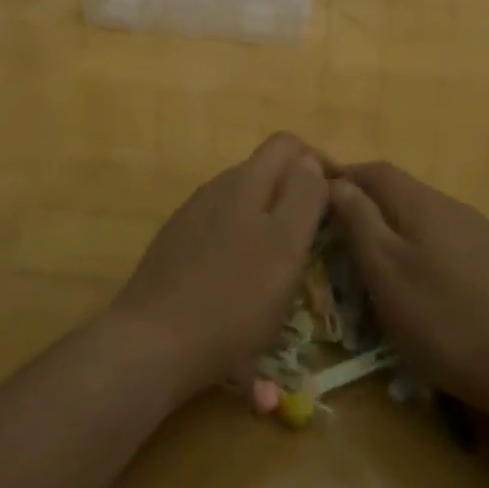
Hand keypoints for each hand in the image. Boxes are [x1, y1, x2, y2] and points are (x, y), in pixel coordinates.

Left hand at [110, 133, 327, 395]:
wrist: (152, 343)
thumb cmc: (234, 298)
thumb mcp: (286, 246)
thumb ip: (303, 196)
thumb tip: (311, 162)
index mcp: (246, 181)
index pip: (288, 144)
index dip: (317, 162)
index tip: (336, 200)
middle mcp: (216, 187)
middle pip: (264, 170)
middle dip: (293, 192)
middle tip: (314, 235)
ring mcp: (191, 216)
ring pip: (241, 201)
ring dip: (267, 218)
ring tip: (280, 261)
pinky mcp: (175, 245)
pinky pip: (219, 228)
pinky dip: (240, 240)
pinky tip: (240, 279)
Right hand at [328, 163, 488, 413]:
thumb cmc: (445, 319)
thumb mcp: (387, 271)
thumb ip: (360, 221)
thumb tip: (337, 181)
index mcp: (422, 203)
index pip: (375, 171)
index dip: (344, 177)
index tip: (316, 196)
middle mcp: (453, 207)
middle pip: (401, 192)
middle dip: (367, 206)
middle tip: (339, 237)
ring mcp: (481, 233)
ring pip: (425, 218)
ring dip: (395, 230)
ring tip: (375, 264)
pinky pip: (447, 242)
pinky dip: (422, 251)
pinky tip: (423, 285)